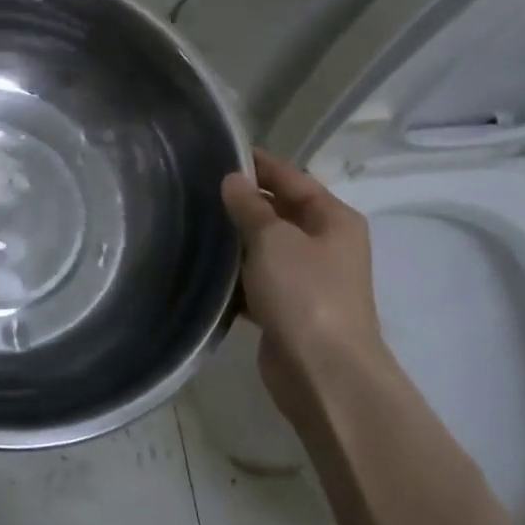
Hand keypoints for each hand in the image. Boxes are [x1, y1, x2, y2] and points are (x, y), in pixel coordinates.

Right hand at [220, 149, 391, 412]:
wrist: (322, 371)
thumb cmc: (305, 293)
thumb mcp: (273, 239)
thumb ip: (250, 206)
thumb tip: (233, 180)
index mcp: (333, 219)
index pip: (292, 178)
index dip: (259, 164)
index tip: (220, 153)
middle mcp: (324, 244)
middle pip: (278, 211)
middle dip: (242, 202)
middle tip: (196, 189)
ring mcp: (306, 279)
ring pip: (264, 248)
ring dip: (235, 240)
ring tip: (191, 224)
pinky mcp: (287, 309)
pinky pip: (256, 281)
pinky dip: (234, 276)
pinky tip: (203, 269)